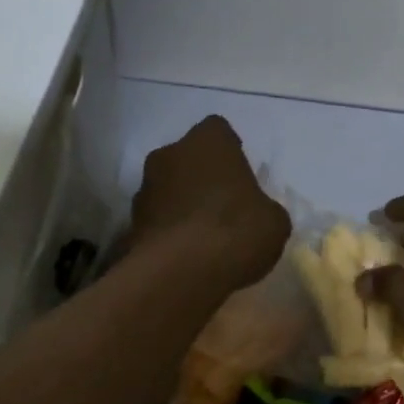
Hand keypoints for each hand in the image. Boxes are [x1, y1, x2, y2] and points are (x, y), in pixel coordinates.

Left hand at [130, 116, 289, 290]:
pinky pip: (155, 219)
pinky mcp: (130, 223)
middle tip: (221, 204)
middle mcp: (170, 154)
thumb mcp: (274, 220)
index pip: (218, 130)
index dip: (230, 151)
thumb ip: (263, 208)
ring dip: (180, 203)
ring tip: (201, 235)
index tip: (240, 175)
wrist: (181, 273)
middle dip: (201, 176)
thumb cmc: (236, 230)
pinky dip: (167, 230)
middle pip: (187, 157)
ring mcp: (144, 188)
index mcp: (208, 142)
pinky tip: (184, 254)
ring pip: (167, 187)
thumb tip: (257, 214)